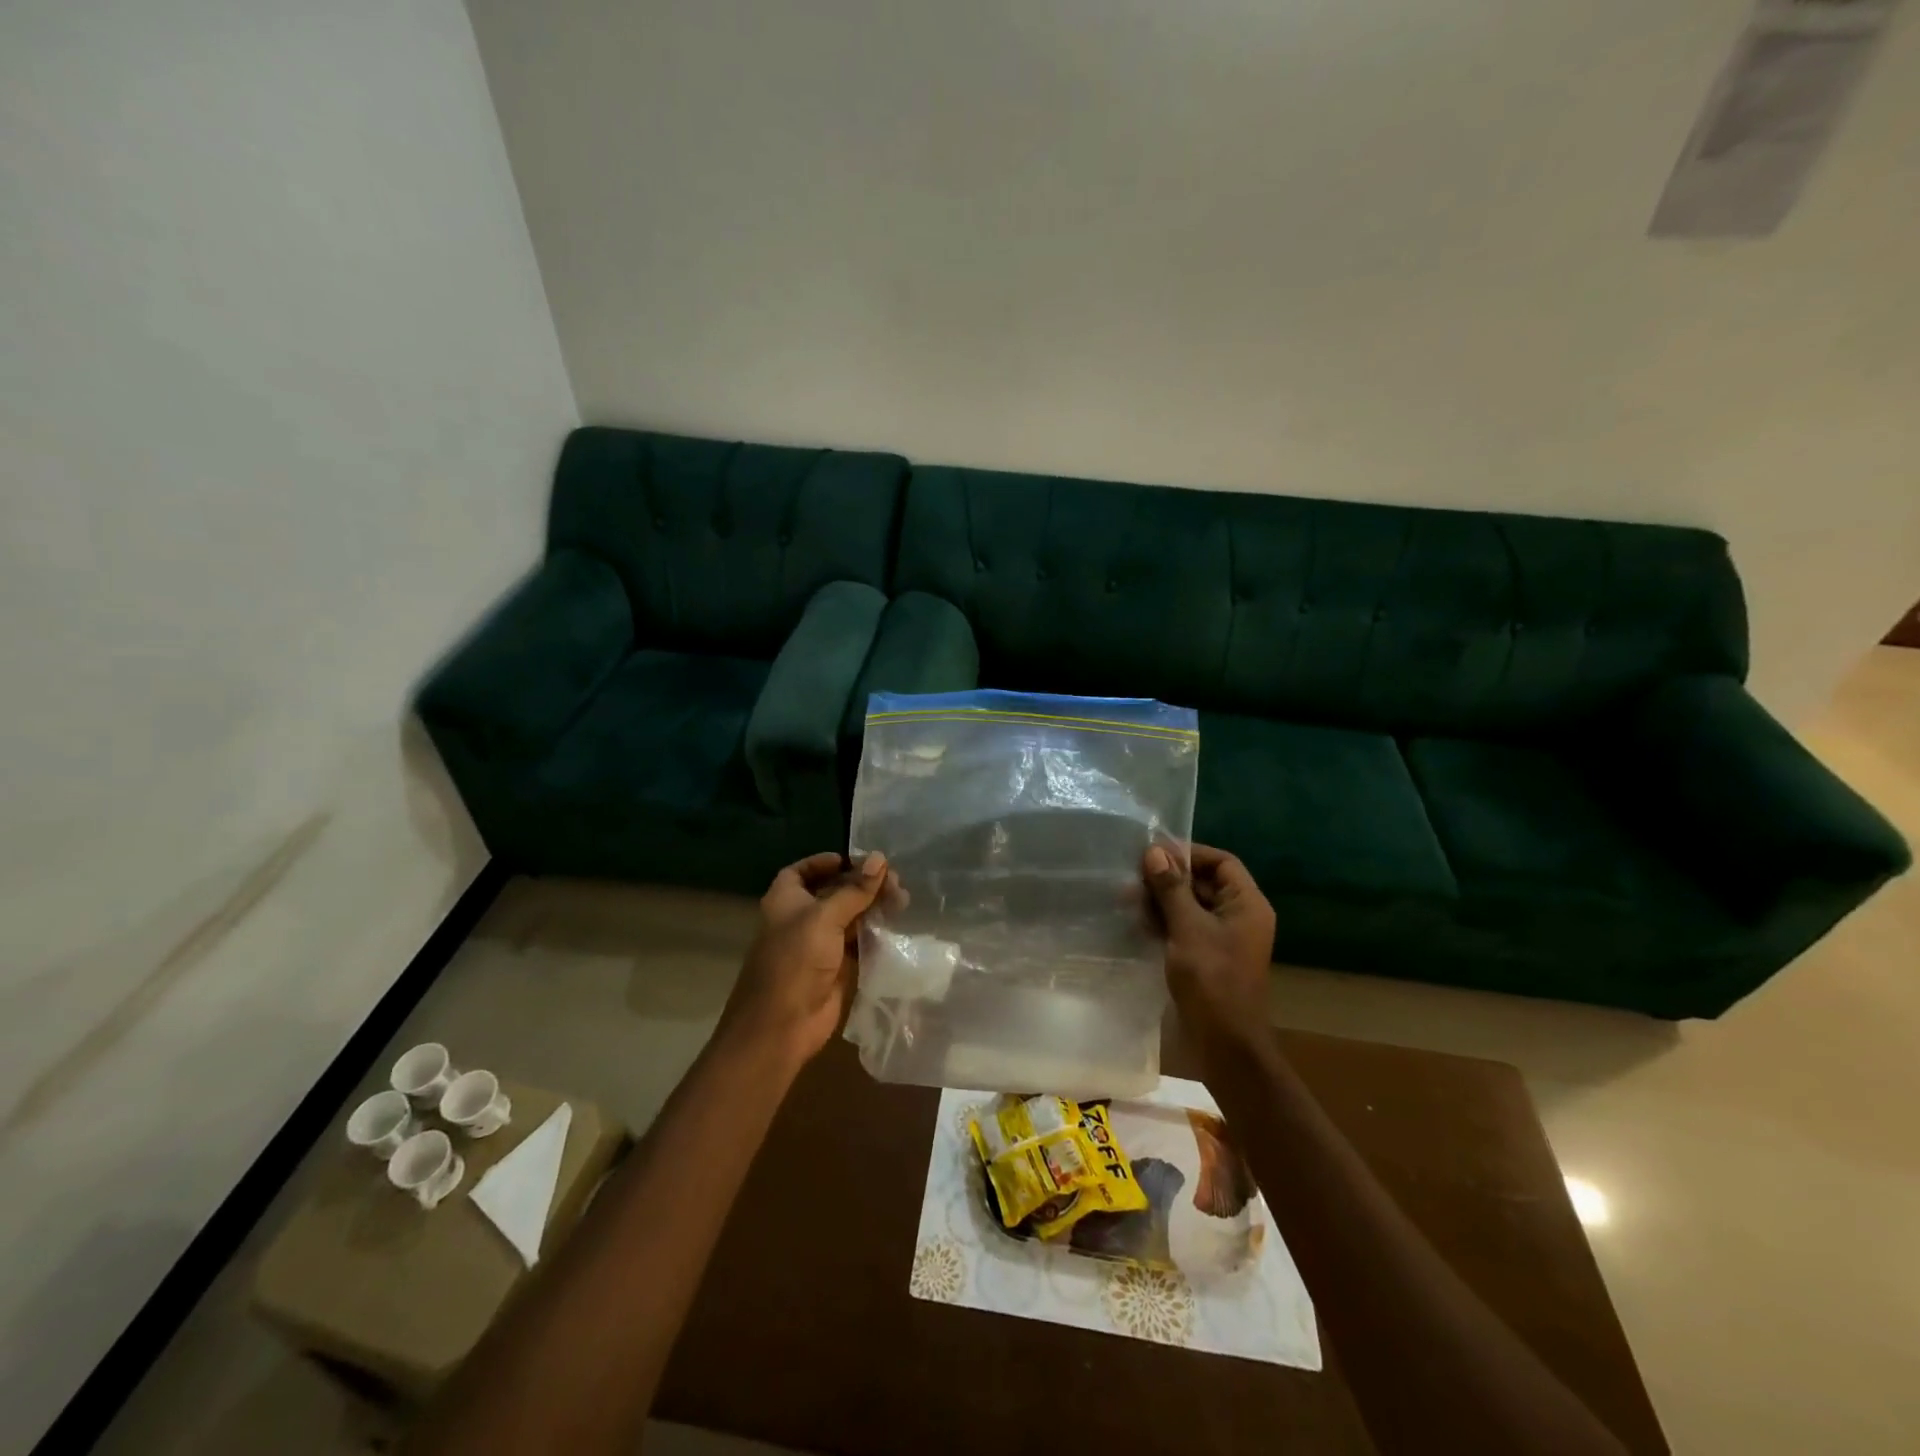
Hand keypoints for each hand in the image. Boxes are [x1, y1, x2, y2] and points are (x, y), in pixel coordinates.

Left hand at [721, 852, 888, 1065]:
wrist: (782, 1025)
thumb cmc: (795, 960)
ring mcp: (819, 944)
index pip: (804, 871)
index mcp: (786, 899)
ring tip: (903, 900)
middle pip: (834, 892)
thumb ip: (854, 890)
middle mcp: (801, 918)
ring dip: (873, 907)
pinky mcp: (836, 967)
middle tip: (895, 881)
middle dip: (862, 884)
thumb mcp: (825, 917)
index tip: (857, 859)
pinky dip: (876, 933)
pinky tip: (897, 924)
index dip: (827, 862)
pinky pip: (859, 943)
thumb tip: (880, 858)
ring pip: (850, 917)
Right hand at [1142, 843, 1275, 1046]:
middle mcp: (1238, 916)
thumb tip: (1154, 852)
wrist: (1224, 1043)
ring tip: (1126, 898)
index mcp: (1246, 904)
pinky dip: (1163, 922)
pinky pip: (1184, 928)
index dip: (1190, 853)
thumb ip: (1171, 888)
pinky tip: (1136, 921)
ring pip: (1190, 906)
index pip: (1222, 862)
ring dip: (1161, 900)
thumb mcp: (1188, 928)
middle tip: (1132, 876)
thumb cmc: (1212, 979)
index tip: (1154, 852)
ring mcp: (1222, 939)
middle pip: (1203, 882)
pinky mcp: (1206, 958)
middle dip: (1168, 877)